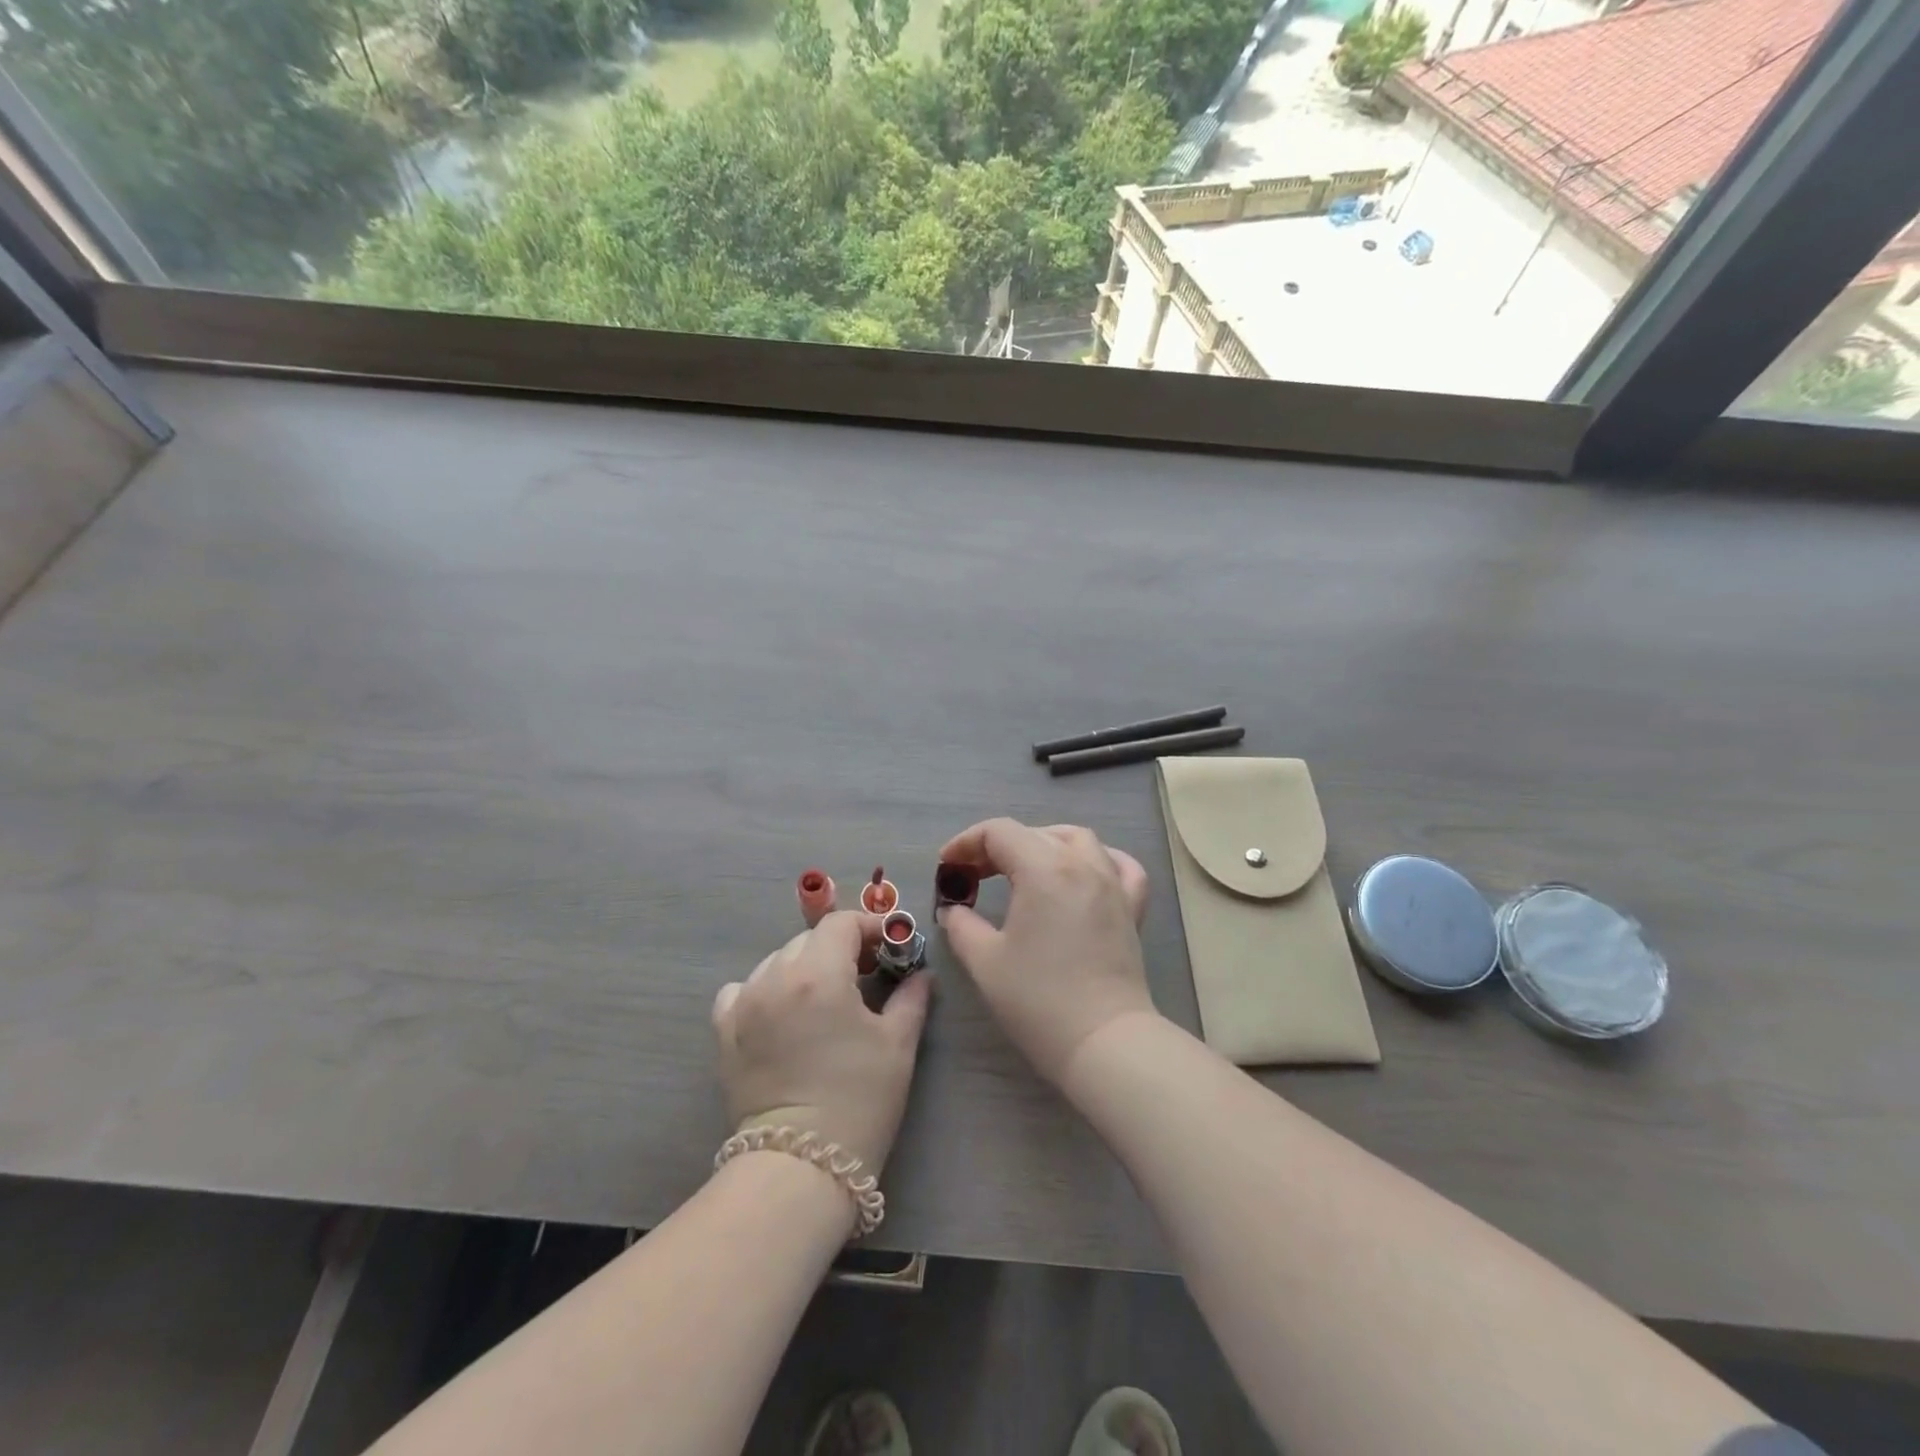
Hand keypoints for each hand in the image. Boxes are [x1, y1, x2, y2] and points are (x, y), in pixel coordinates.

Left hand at [712, 911, 931, 1174]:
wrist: (801, 1167)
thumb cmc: (859, 1099)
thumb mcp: (897, 1044)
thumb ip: (911, 997)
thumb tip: (921, 974)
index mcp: (818, 973)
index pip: (841, 924)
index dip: (868, 927)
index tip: (888, 947)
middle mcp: (775, 977)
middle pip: (809, 939)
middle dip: (839, 948)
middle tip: (864, 973)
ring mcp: (744, 1003)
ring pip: (777, 961)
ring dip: (804, 966)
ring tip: (824, 996)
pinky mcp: (724, 1031)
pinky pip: (742, 989)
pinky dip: (764, 989)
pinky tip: (781, 1011)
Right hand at [935, 819, 1152, 1085]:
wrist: (1103, 1042)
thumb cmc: (1038, 1000)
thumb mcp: (985, 961)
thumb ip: (961, 925)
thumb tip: (954, 909)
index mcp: (1043, 869)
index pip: (999, 832)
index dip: (966, 842)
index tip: (947, 867)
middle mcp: (1081, 864)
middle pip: (1034, 833)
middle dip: (997, 846)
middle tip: (973, 875)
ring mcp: (1112, 884)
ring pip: (1077, 839)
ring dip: (1044, 843)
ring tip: (1022, 867)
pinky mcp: (1131, 907)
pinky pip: (1120, 865)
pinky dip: (1098, 859)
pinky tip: (1083, 872)